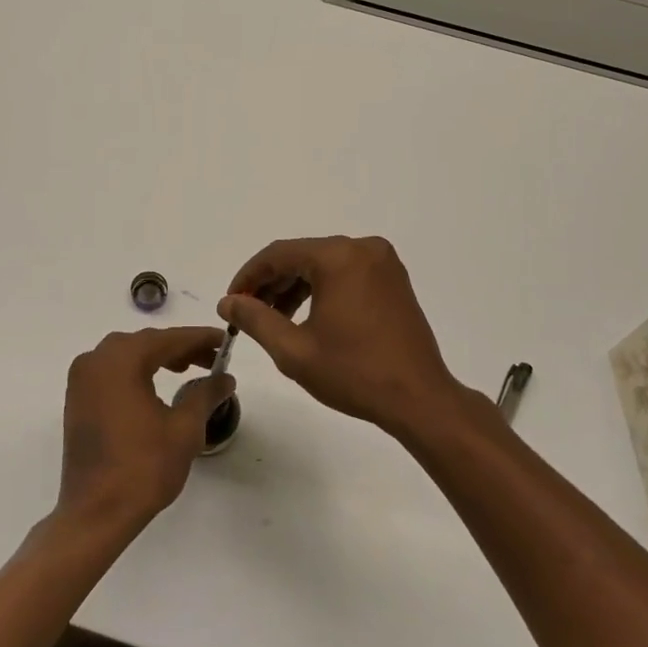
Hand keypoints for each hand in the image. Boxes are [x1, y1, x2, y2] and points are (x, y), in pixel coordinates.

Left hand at [57, 327, 234, 539]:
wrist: (96, 513)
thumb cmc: (143, 468)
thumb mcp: (184, 429)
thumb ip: (205, 394)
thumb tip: (225, 378)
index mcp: (121, 361)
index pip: (168, 339)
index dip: (199, 338)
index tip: (225, 340)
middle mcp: (95, 361)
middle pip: (145, 343)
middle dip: (180, 348)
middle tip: (211, 359)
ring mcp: (81, 380)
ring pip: (126, 355)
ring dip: (158, 358)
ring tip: (189, 371)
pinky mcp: (77, 400)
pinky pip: (111, 371)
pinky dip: (136, 371)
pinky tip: (156, 386)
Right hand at [219, 236, 468, 438]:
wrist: (419, 398)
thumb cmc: (354, 374)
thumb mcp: (294, 350)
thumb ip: (255, 319)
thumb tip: (228, 302)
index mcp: (339, 257)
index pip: (278, 254)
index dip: (249, 276)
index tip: (230, 302)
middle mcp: (363, 248)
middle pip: (302, 256)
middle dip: (271, 282)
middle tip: (247, 313)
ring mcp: (383, 263)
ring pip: (324, 265)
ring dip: (295, 287)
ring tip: (273, 319)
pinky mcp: (393, 280)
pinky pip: (346, 273)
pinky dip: (322, 289)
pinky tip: (306, 316)